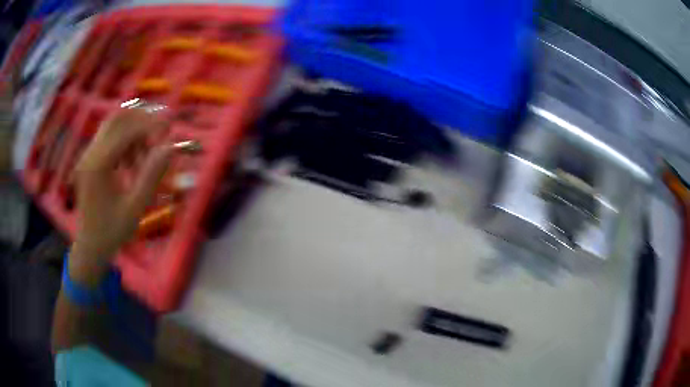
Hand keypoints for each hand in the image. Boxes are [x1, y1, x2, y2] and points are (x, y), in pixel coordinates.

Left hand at [69, 108, 171, 286]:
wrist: (90, 245)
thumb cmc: (112, 231)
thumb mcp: (135, 208)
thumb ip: (151, 175)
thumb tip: (170, 147)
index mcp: (98, 165)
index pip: (127, 131)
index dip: (150, 124)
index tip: (170, 126)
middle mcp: (90, 154)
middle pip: (117, 118)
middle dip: (141, 119)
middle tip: (161, 129)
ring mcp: (88, 156)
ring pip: (113, 126)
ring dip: (133, 132)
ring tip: (146, 154)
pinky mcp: (90, 160)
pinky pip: (109, 139)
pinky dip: (125, 142)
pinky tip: (133, 162)